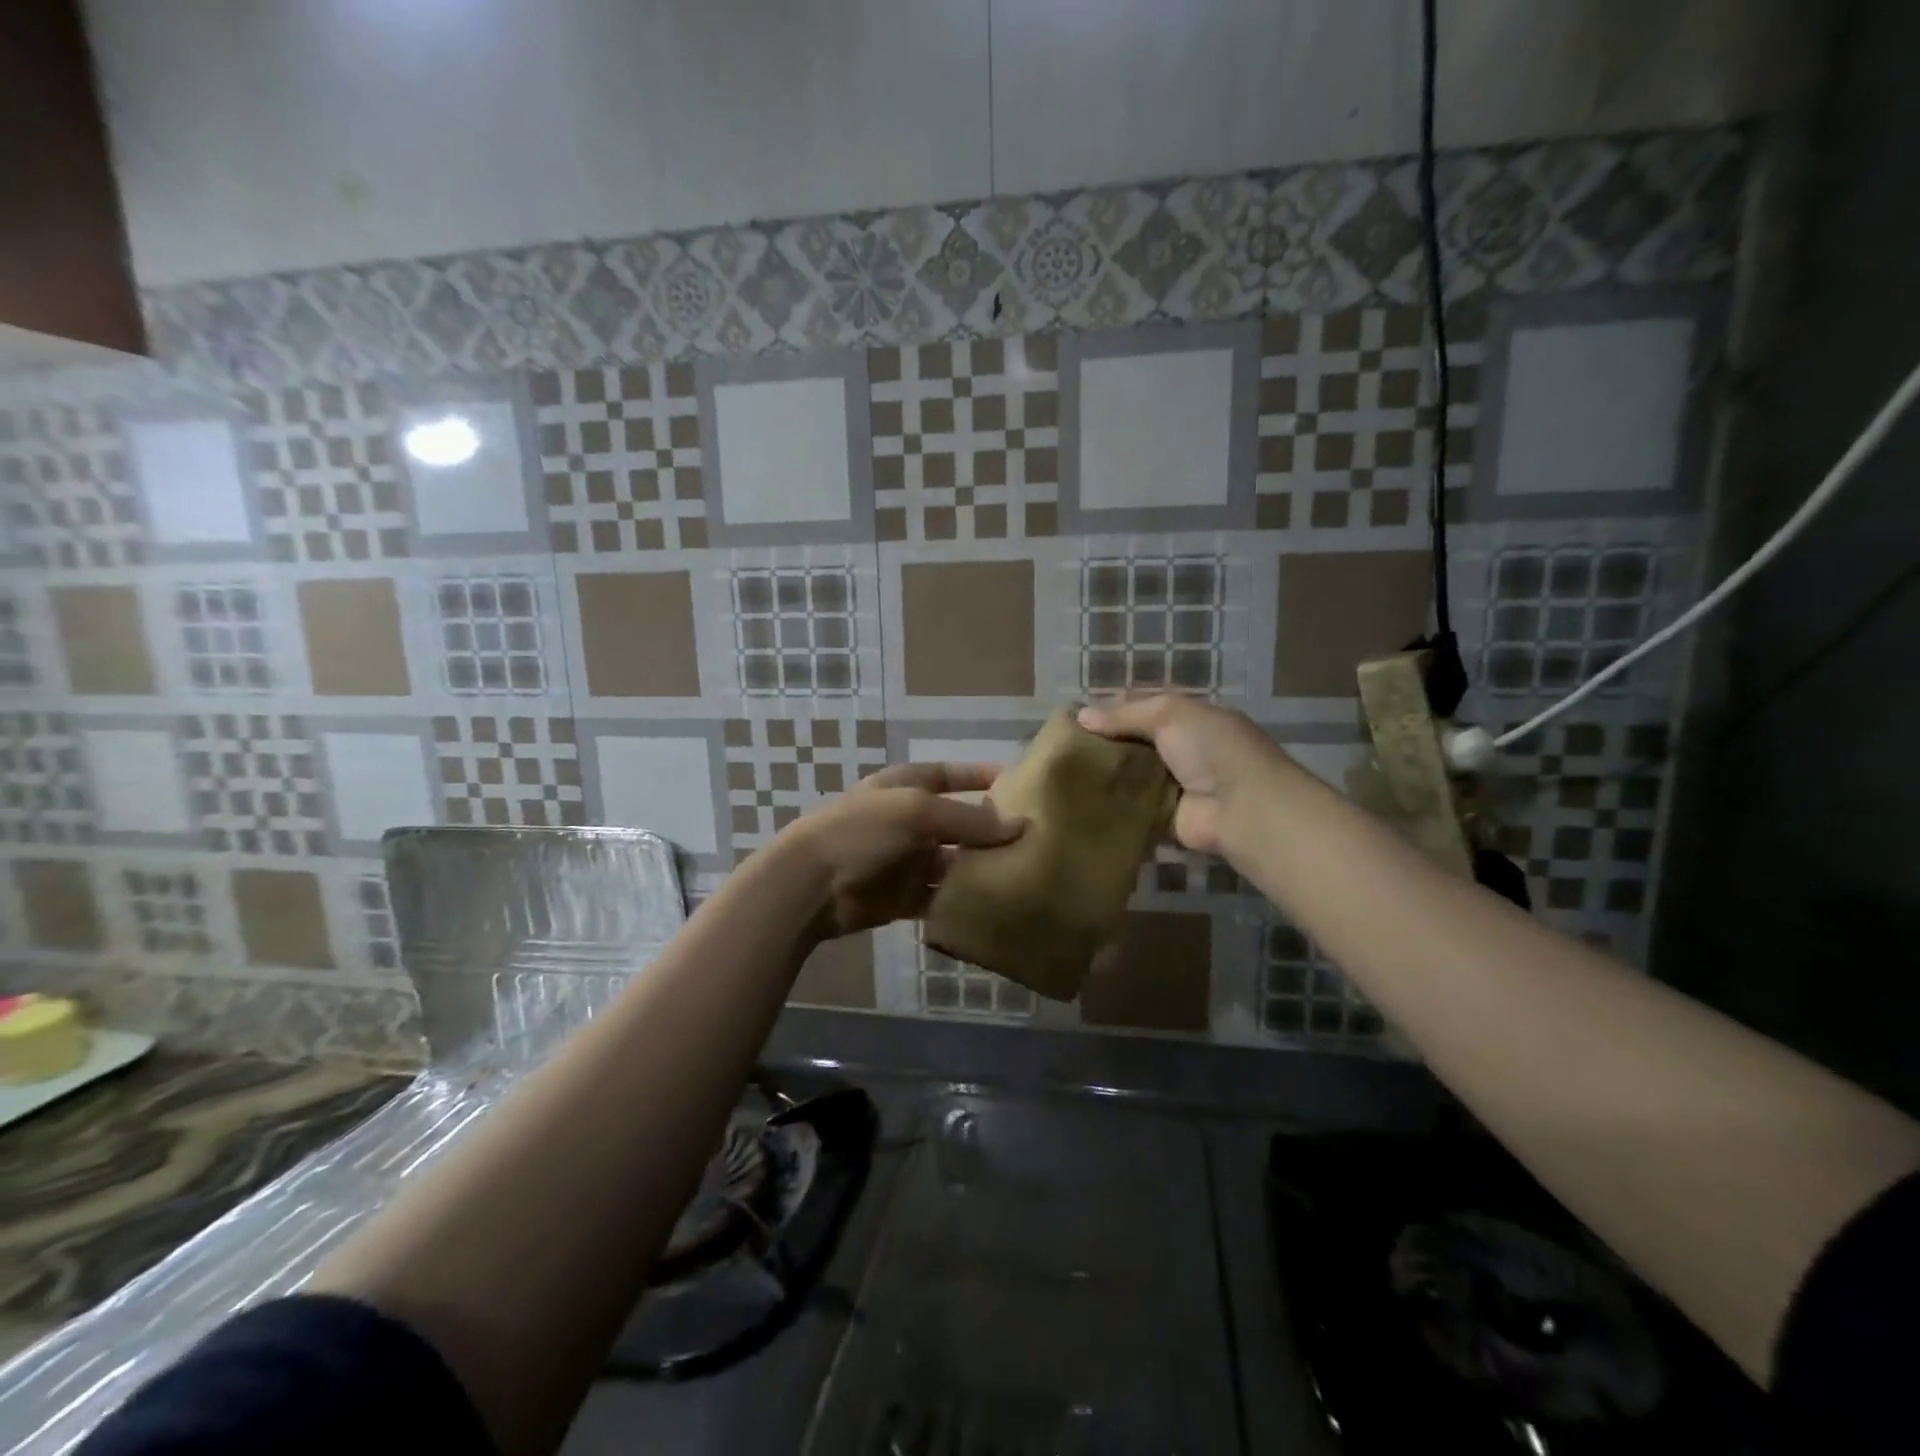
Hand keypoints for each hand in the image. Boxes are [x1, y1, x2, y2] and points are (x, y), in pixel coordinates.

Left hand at [779, 763, 1024, 940]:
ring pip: (954, 863)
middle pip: (958, 823)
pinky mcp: (904, 897)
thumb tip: (1019, 826)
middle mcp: (910, 821)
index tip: (1019, 781)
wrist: (811, 886)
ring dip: (981, 868)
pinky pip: (941, 898)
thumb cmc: (862, 832)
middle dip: (990, 830)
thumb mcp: (917, 812)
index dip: (980, 775)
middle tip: (1036, 839)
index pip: (951, 775)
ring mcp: (907, 860)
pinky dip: (963, 901)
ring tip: (1025, 874)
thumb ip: (968, 819)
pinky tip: (995, 905)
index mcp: (906, 787)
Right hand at [1077, 695, 1290, 857]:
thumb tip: (1081, 716)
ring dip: (1107, 775)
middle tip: (1064, 746)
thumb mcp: (1168, 714)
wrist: (1241, 807)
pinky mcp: (1165, 817)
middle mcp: (1182, 748)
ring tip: (1065, 774)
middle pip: (1135, 741)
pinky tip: (1081, 801)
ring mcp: (1174, 784)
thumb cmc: (1210, 748)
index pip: (1145, 705)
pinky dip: (1113, 805)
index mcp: (1189, 717)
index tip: (1078, 715)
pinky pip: (1132, 807)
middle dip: (1105, 742)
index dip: (1113, 706)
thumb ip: (1124, 714)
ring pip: (1131, 775)